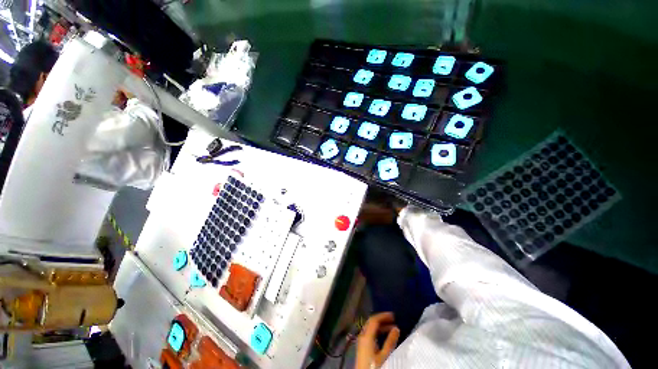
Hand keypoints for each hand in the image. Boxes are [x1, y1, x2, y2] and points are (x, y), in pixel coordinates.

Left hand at [356, 312, 399, 368]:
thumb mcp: (384, 355)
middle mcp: (362, 335)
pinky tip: (384, 336)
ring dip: (380, 326)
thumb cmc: (374, 366)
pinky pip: (370, 333)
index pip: (374, 320)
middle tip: (393, 320)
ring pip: (370, 327)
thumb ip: (390, 341)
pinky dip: (377, 331)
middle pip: (371, 322)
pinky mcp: (362, 346)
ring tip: (391, 328)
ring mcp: (361, 340)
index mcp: (366, 335)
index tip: (393, 315)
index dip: (383, 315)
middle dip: (382, 319)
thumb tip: (396, 328)